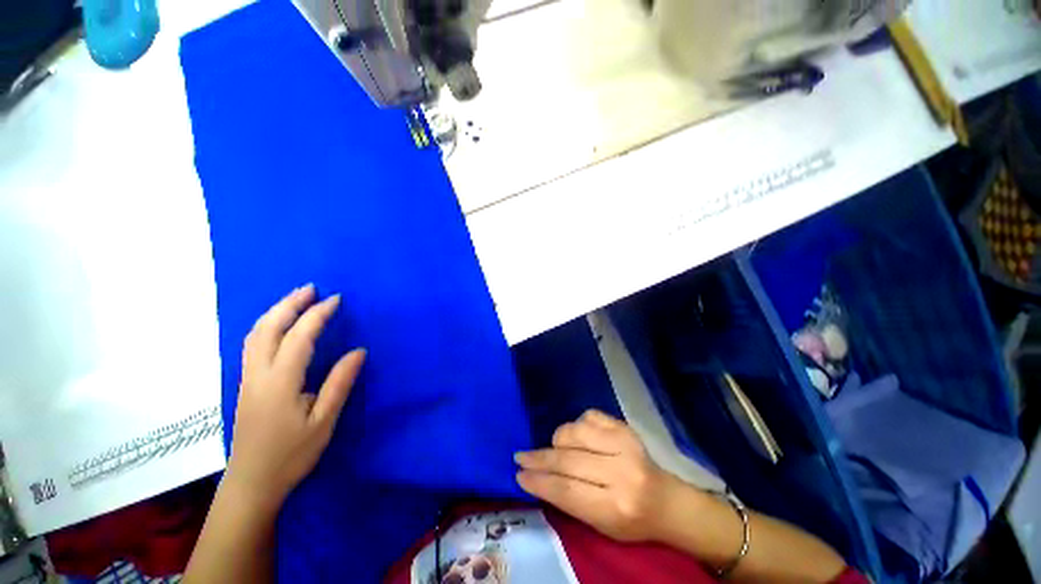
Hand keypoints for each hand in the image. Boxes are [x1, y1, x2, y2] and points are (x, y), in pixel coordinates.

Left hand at [226, 284, 365, 510]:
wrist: (251, 483)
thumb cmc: (292, 454)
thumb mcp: (324, 421)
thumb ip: (340, 383)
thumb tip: (359, 351)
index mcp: (280, 382)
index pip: (300, 337)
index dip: (317, 315)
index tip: (336, 300)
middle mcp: (258, 374)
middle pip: (268, 328)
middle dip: (289, 304)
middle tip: (311, 288)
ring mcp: (246, 378)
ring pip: (255, 335)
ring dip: (275, 312)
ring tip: (296, 299)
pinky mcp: (244, 385)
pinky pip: (252, 344)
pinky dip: (266, 325)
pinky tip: (277, 326)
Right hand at [514, 410, 679, 542]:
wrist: (666, 500)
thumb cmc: (631, 521)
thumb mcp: (600, 524)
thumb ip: (570, 501)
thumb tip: (538, 477)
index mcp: (616, 506)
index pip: (568, 491)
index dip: (539, 481)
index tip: (519, 474)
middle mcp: (622, 472)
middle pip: (569, 460)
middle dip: (540, 458)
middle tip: (521, 456)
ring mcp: (625, 443)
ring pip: (576, 432)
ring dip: (558, 439)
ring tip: (555, 447)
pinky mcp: (625, 426)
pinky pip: (590, 416)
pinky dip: (577, 424)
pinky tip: (577, 435)